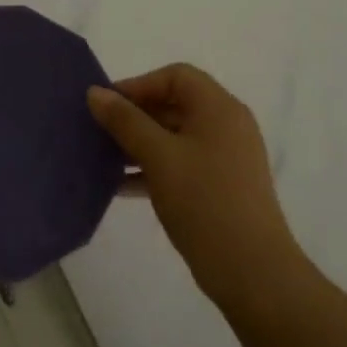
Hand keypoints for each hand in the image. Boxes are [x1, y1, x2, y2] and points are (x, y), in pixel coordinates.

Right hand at [87, 64, 309, 312]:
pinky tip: (121, 186)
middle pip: (175, 103)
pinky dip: (153, 167)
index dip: (138, 84)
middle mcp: (226, 125)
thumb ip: (125, 121)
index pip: (176, 76)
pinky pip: (181, 162)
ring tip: (104, 159)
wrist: (252, 271)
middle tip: (99, 132)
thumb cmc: (204, 201)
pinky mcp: (221, 185)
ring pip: (175, 135)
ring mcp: (226, 157)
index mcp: (218, 108)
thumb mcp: (158, 156)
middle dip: (135, 115)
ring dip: (139, 143)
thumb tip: (95, 92)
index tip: (107, 107)